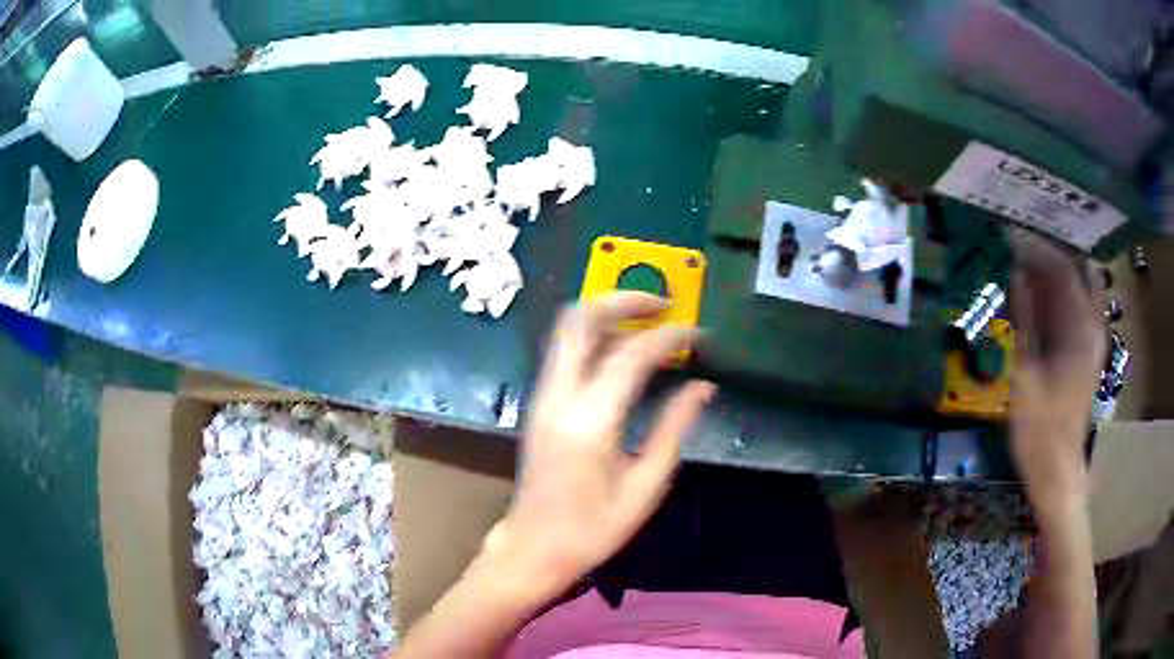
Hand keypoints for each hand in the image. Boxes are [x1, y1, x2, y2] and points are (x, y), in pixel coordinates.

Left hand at [481, 292, 713, 606]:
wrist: (534, 548)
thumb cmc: (593, 529)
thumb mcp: (645, 486)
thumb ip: (674, 429)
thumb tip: (702, 387)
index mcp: (590, 421)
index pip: (632, 355)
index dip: (670, 337)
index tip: (699, 334)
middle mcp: (559, 397)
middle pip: (580, 319)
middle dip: (623, 298)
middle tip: (664, 302)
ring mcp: (542, 397)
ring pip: (567, 329)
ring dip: (607, 312)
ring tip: (649, 318)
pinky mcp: (539, 403)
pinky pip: (565, 351)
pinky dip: (596, 336)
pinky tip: (624, 349)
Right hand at [1008, 231, 1105, 508]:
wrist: (1057, 471)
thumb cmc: (1039, 431)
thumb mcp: (1025, 373)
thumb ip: (1024, 318)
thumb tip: (1016, 270)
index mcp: (1081, 331)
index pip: (1064, 270)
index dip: (1038, 248)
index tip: (1012, 235)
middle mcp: (1093, 327)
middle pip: (1074, 273)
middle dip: (1047, 255)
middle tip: (1017, 244)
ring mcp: (1093, 340)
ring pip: (1075, 288)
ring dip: (1051, 273)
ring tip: (1022, 262)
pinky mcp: (1087, 352)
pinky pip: (1074, 309)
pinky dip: (1056, 296)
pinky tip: (1036, 294)